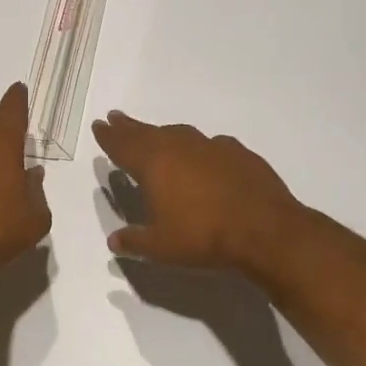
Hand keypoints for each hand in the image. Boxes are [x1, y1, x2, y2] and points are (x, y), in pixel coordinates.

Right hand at [91, 111, 307, 274]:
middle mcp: (179, 147)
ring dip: (162, 133)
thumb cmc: (203, 237)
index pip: (123, 145)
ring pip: (179, 134)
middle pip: (147, 132)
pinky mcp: (239, 153)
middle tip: (116, 118)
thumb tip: (114, 240)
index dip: (109, 137)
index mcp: (154, 164)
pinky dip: (199, 148)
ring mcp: (211, 146)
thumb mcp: (160, 247)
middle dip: (129, 127)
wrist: (265, 230)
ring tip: (155, 136)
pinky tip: (203, 156)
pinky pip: (210, 145)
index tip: (100, 125)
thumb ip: (134, 241)